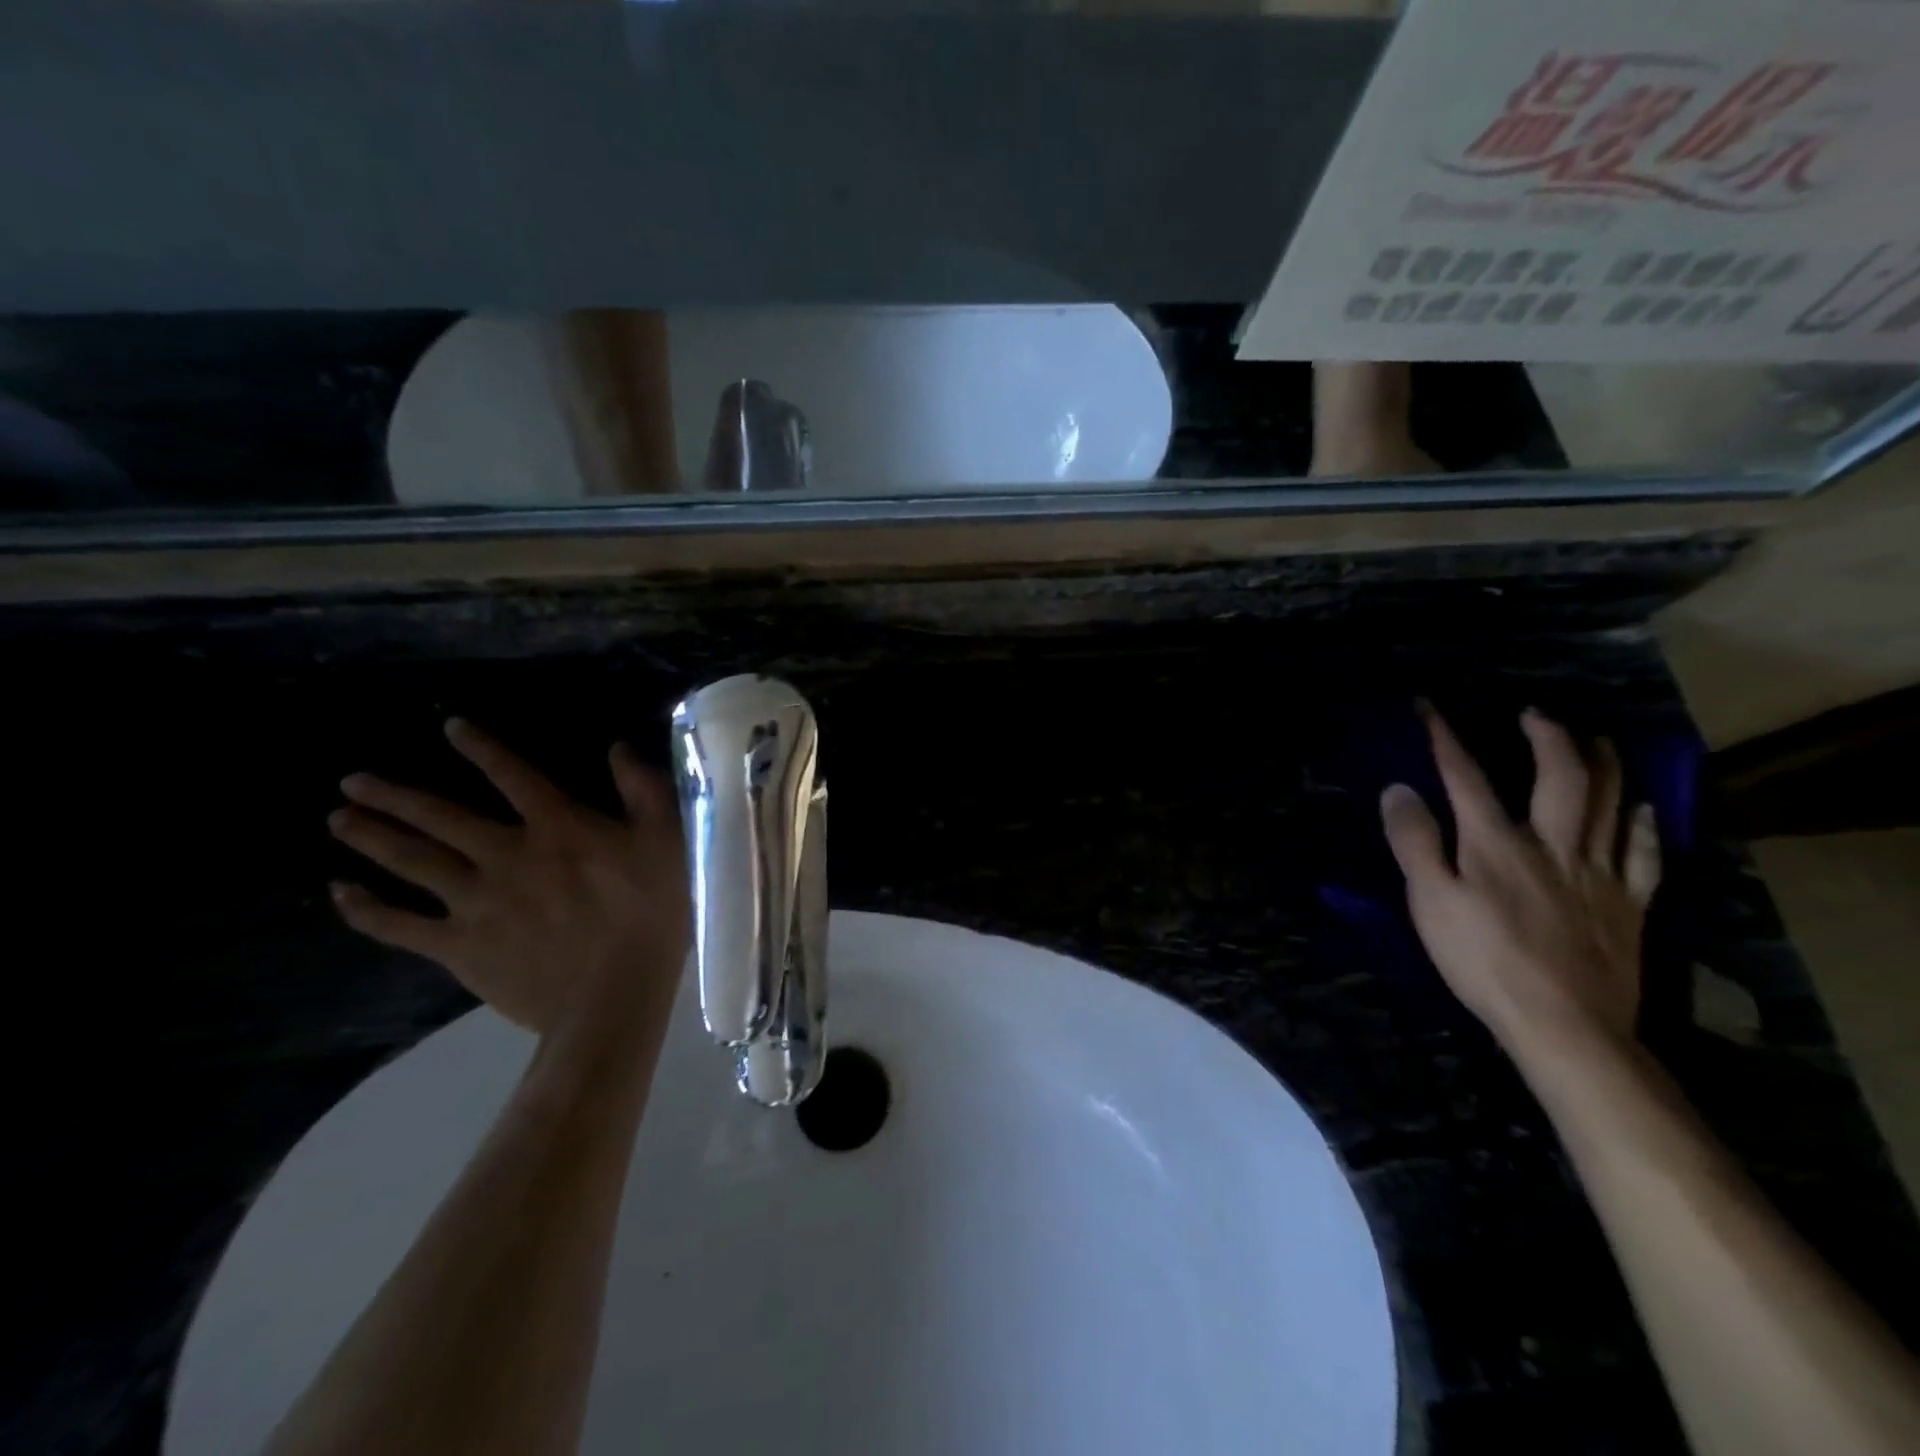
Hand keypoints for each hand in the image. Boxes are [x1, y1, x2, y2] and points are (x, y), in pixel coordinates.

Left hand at [328, 718, 690, 1035]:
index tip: (449, 727)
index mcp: (557, 828)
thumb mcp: (668, 841)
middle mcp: (506, 854)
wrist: (613, 996)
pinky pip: (400, 925)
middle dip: (395, 796)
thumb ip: (645, 790)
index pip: (514, 775)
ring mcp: (476, 902)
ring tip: (339, 820)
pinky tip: (341, 893)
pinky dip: (366, 909)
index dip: (482, 748)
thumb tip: (617, 748)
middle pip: (441, 818)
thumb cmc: (650, 914)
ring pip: (413, 862)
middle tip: (352, 782)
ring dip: (372, 838)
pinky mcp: (459, 946)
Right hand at [1381, 705, 1661, 1056]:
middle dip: (1545, 738)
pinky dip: (1643, 824)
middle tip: (1535, 715)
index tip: (1429, 707)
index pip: (1465, 776)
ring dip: (1603, 765)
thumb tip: (1399, 789)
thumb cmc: (1483, 961)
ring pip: (1610, 804)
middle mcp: (1552, 844)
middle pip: (1559, 777)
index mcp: (1495, 843)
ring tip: (1595, 740)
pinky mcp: (1629, 905)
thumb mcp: (1430, 901)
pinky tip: (1643, 808)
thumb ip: (1415, 842)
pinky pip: (1644, 854)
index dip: (1445, 738)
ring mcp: (1598, 873)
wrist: (1564, 1024)